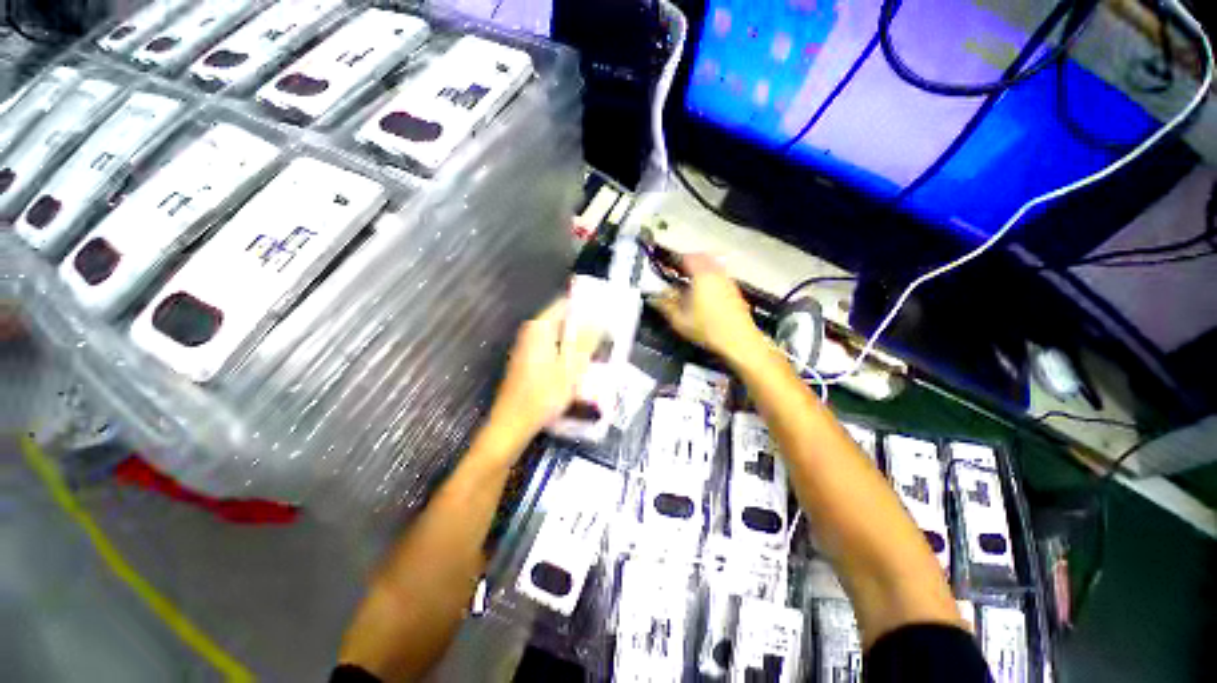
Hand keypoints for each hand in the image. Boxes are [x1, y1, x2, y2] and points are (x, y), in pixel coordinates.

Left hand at [483, 298, 601, 453]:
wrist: (513, 424)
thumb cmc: (543, 395)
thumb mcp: (571, 367)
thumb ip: (585, 341)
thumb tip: (599, 318)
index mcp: (540, 328)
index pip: (564, 303)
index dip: (586, 305)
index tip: (606, 312)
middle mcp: (531, 332)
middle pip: (562, 320)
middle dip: (585, 325)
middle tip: (607, 334)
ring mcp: (528, 347)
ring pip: (559, 335)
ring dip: (578, 341)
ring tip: (599, 350)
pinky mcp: (528, 361)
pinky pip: (553, 348)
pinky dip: (568, 352)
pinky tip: (580, 365)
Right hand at [653, 254, 765, 365]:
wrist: (738, 340)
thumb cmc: (708, 329)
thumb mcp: (679, 320)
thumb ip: (665, 305)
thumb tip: (655, 298)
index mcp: (702, 276)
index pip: (687, 258)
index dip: (675, 259)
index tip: (668, 264)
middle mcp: (717, 274)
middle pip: (703, 257)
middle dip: (690, 260)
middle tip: (679, 268)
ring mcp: (728, 282)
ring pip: (714, 265)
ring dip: (702, 268)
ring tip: (691, 279)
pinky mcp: (735, 292)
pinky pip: (721, 276)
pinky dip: (711, 277)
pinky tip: (705, 292)